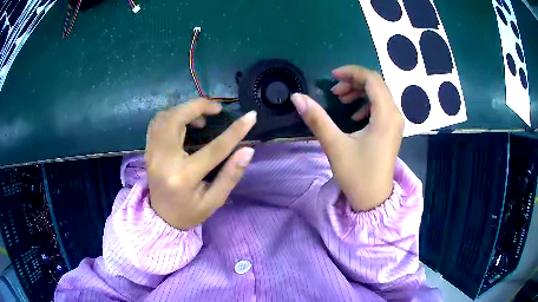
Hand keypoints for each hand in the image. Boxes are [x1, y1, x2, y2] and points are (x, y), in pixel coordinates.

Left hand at [145, 99, 256, 229]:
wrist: (161, 219)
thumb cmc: (189, 212)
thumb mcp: (214, 200)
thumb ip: (230, 175)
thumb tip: (248, 150)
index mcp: (184, 177)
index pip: (214, 149)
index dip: (235, 131)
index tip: (251, 116)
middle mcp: (164, 160)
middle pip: (177, 119)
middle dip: (199, 107)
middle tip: (217, 110)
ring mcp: (152, 153)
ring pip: (164, 117)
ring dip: (185, 110)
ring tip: (202, 117)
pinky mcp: (148, 150)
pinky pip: (157, 122)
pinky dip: (172, 115)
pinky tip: (184, 122)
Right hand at [291, 65, 402, 211]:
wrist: (373, 200)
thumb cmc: (357, 174)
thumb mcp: (335, 145)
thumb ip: (316, 118)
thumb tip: (296, 97)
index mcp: (386, 115)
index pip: (372, 79)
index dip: (351, 72)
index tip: (331, 77)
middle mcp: (395, 115)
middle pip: (377, 84)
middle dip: (354, 82)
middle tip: (334, 91)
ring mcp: (396, 123)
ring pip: (379, 95)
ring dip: (359, 92)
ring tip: (341, 100)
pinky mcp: (392, 131)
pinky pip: (382, 107)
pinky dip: (367, 104)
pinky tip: (354, 115)